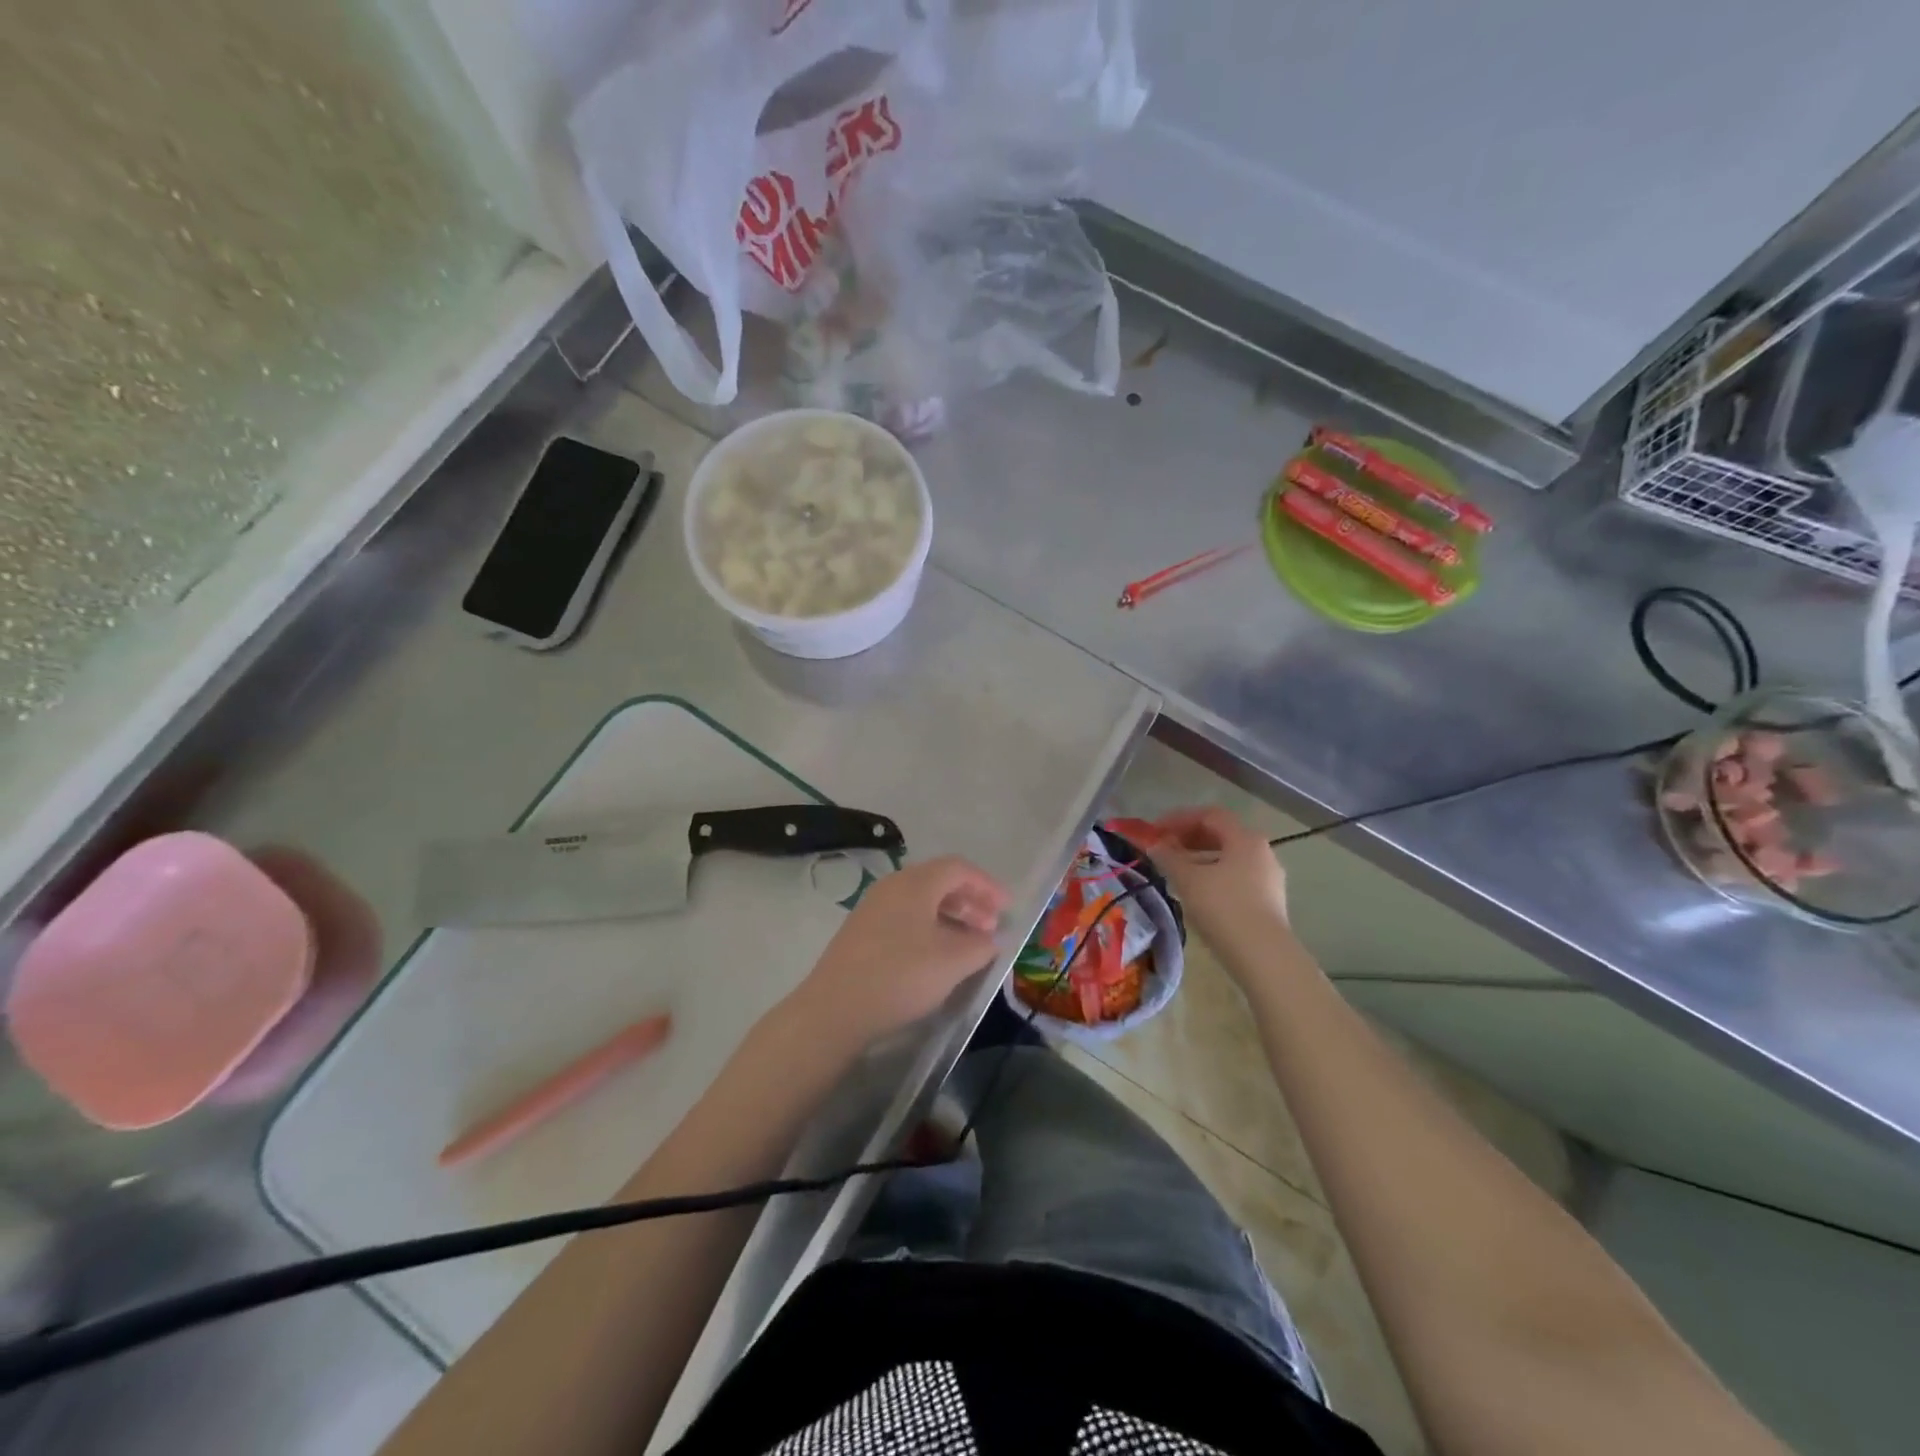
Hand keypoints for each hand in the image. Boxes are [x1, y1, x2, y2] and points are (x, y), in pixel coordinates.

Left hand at [784, 856, 1008, 1053]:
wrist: (834, 1009)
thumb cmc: (900, 975)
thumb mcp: (952, 962)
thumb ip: (981, 945)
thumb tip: (990, 938)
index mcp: (915, 883)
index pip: (958, 868)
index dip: (987, 885)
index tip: (1007, 908)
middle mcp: (892, 886)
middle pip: (939, 882)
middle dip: (970, 901)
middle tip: (991, 927)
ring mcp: (873, 908)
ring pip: (921, 901)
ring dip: (951, 917)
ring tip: (969, 944)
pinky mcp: (861, 932)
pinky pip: (905, 918)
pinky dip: (929, 928)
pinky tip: (936, 956)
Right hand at [1146, 807, 1296, 973]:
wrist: (1264, 956)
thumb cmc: (1223, 908)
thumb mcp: (1188, 879)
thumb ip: (1168, 857)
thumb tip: (1155, 844)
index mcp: (1245, 838)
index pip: (1209, 815)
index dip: (1179, 818)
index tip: (1156, 831)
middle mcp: (1262, 851)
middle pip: (1221, 834)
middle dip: (1189, 838)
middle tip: (1164, 850)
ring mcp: (1269, 878)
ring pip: (1229, 858)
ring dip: (1200, 858)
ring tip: (1176, 872)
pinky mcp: (1269, 901)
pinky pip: (1237, 877)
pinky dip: (1214, 876)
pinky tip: (1198, 893)